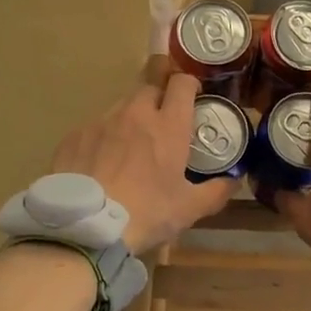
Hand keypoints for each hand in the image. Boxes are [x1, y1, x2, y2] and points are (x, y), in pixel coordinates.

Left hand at [49, 72, 233, 255]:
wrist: (84, 226)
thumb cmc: (145, 213)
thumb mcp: (188, 209)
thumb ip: (216, 191)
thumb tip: (234, 180)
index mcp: (168, 125)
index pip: (182, 83)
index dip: (189, 84)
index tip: (193, 96)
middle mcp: (136, 113)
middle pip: (151, 88)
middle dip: (160, 100)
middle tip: (162, 125)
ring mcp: (102, 121)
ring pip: (122, 106)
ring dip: (131, 118)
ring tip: (130, 147)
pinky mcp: (76, 134)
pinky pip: (95, 126)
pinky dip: (103, 137)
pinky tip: (101, 162)